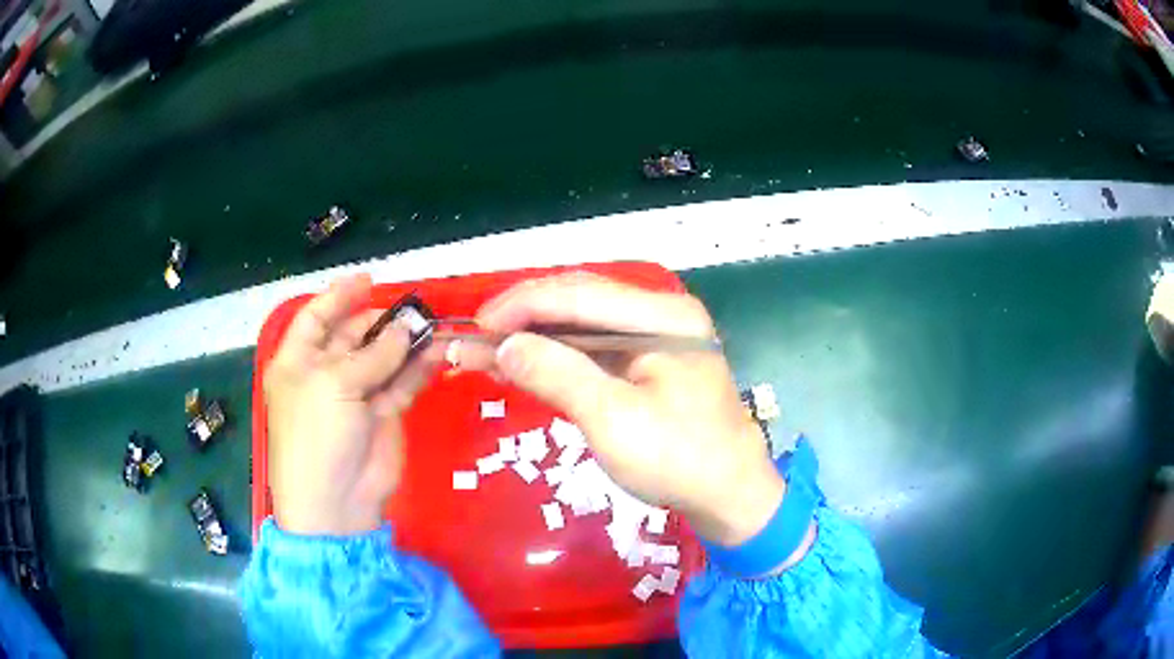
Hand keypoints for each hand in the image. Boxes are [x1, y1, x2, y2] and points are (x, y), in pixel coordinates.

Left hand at [264, 275, 439, 535]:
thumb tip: (406, 328)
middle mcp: (324, 374)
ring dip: (404, 344)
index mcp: (297, 362)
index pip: (316, 317)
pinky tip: (436, 355)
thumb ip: (374, 354)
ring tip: (431, 328)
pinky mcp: (381, 416)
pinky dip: (417, 371)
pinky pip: (400, 385)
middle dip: (380, 321)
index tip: (369, 280)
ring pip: (381, 359)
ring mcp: (354, 396)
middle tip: (413, 310)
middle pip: (352, 335)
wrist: (336, 502)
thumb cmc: (317, 435)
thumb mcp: (335, 385)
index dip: (339, 297)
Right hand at [462, 273, 786, 547]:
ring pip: (581, 322)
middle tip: (475, 339)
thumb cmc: (679, 461)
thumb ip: (557, 375)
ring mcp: (656, 336)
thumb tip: (503, 346)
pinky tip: (524, 364)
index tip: (475, 327)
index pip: (578, 295)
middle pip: (579, 300)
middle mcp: (660, 313)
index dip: (520, 306)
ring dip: (534, 336)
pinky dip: (555, 355)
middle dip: (523, 317)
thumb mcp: (613, 421)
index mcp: (663, 316)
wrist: (730, 495)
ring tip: (488, 352)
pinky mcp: (648, 361)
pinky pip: (593, 347)